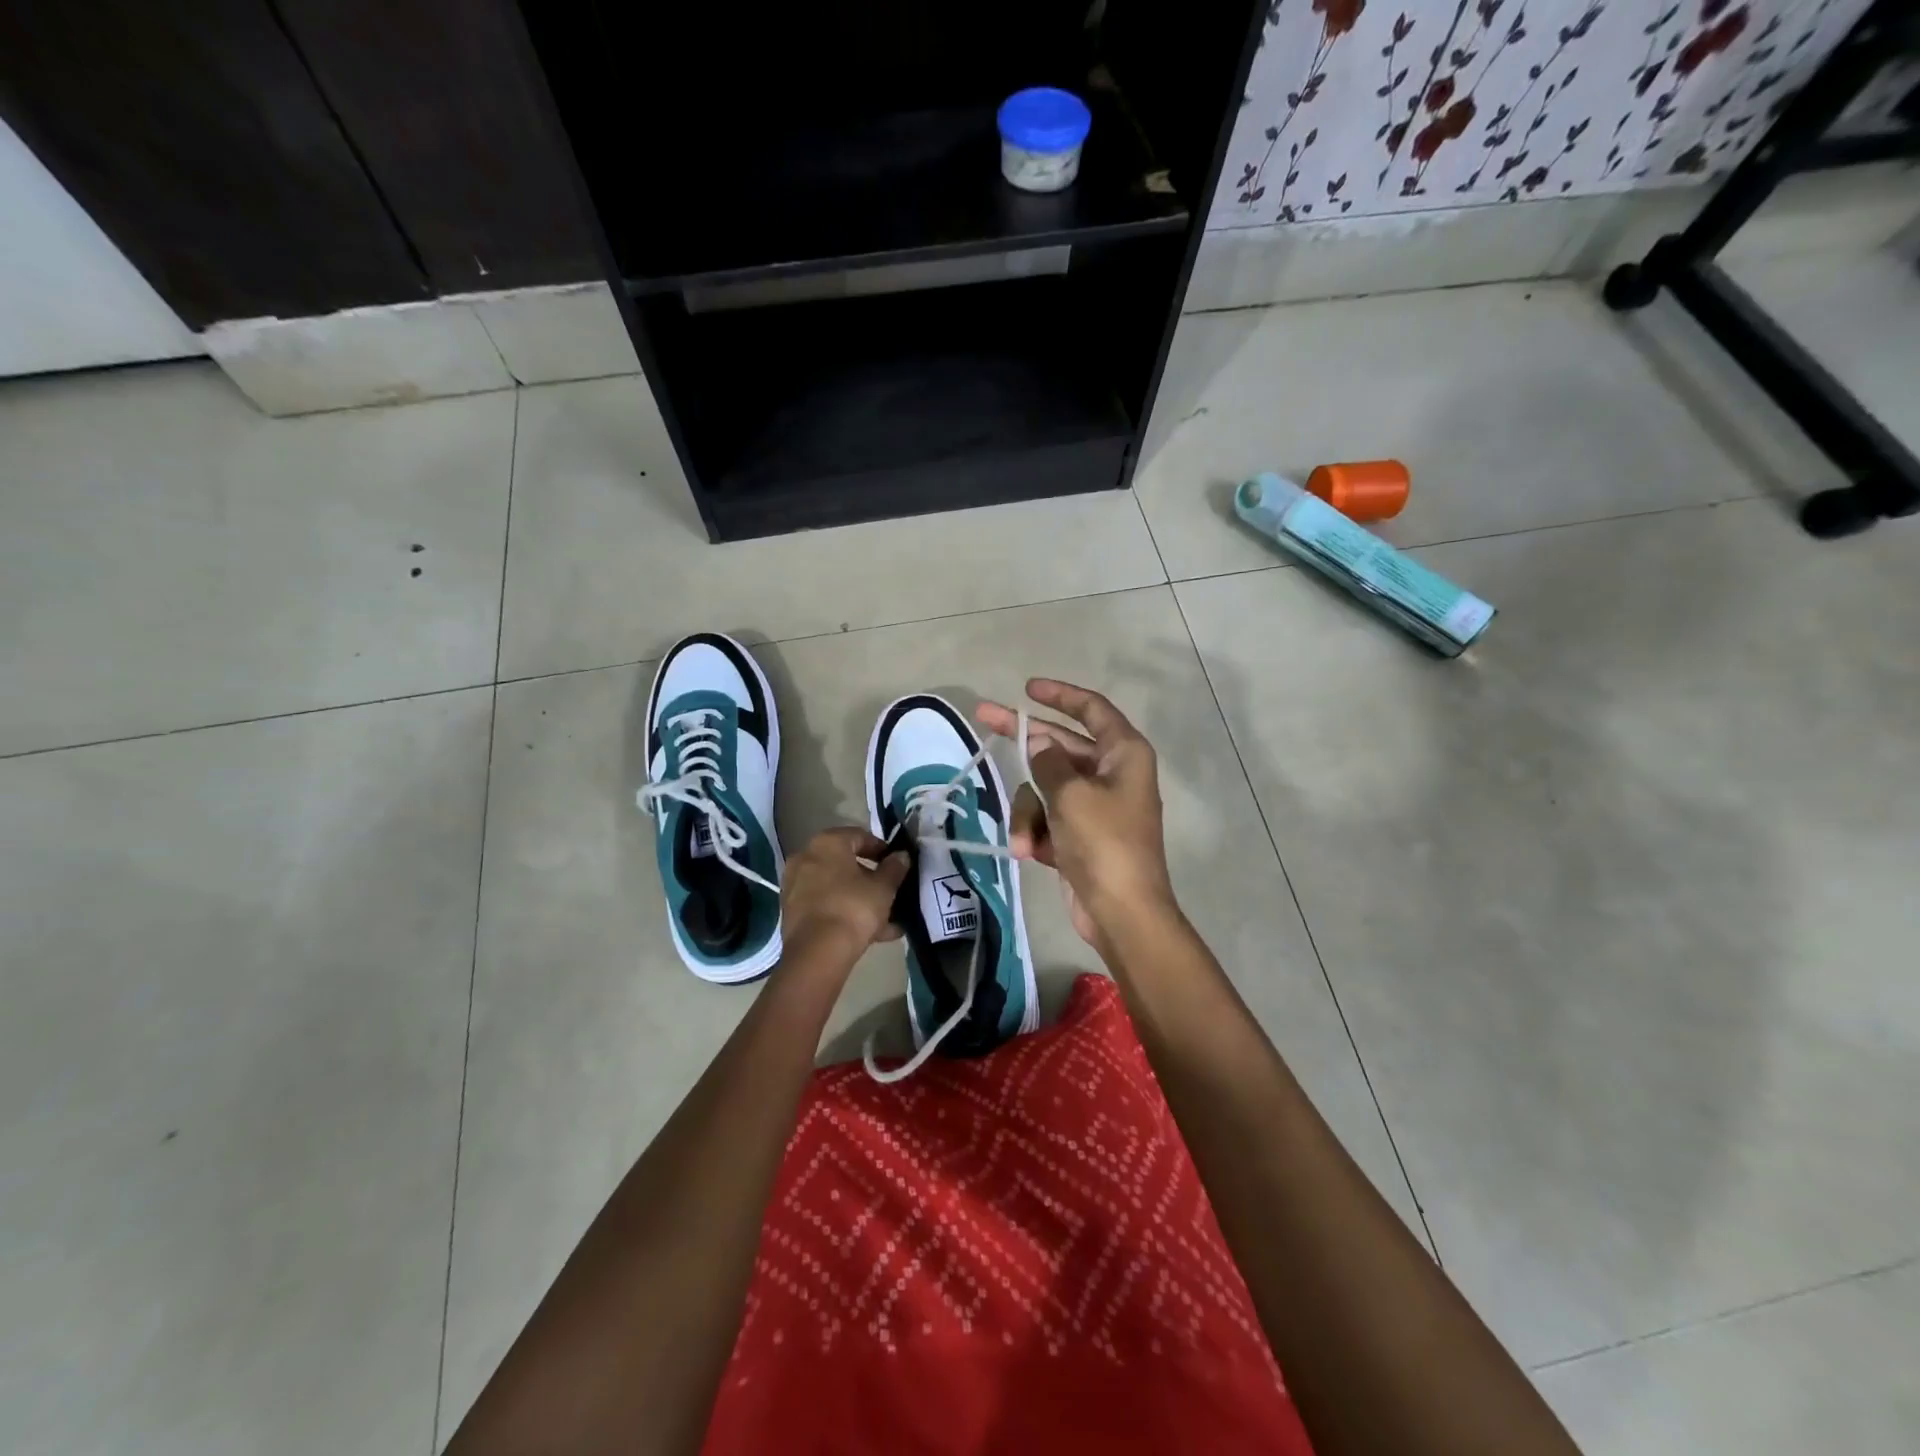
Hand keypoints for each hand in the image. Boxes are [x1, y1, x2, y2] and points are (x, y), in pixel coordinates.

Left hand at [780, 827, 909, 965]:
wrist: (818, 953)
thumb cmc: (854, 908)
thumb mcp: (884, 887)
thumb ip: (894, 868)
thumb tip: (901, 856)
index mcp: (827, 843)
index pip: (859, 836)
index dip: (881, 849)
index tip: (897, 864)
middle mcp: (806, 858)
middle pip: (845, 864)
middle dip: (871, 879)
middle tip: (891, 892)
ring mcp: (795, 886)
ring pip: (836, 888)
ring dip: (861, 900)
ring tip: (887, 921)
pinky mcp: (792, 912)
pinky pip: (826, 906)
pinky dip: (846, 914)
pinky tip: (872, 934)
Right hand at [976, 679, 1177, 949]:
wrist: (1121, 912)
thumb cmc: (1104, 843)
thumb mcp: (1071, 795)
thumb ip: (1048, 762)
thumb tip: (1040, 743)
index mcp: (1123, 754)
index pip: (1092, 709)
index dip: (1060, 694)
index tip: (1028, 688)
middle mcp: (1111, 773)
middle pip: (1060, 745)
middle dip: (1025, 740)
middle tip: (983, 716)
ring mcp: (1094, 805)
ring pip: (1045, 787)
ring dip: (1029, 811)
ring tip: (1028, 839)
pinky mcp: (1079, 834)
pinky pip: (1047, 817)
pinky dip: (1036, 832)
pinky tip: (1032, 852)